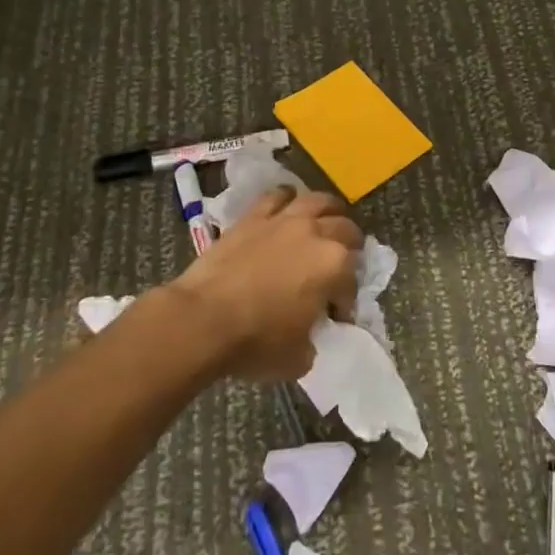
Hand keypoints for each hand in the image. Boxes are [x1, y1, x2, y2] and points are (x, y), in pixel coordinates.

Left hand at [175, 189, 360, 379]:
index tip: (335, 315)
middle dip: (349, 247)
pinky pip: (278, 196)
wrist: (202, 320)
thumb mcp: (299, 358)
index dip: (346, 300)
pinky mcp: (254, 216)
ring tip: (326, 223)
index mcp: (334, 266)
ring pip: (318, 201)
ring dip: (329, 211)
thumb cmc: (255, 342)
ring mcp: (283, 220)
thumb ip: (314, 339)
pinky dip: (288, 200)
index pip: (352, 281)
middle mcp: (315, 233)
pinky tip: (287, 209)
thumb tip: (310, 332)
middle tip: (340, 264)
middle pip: (346, 229)